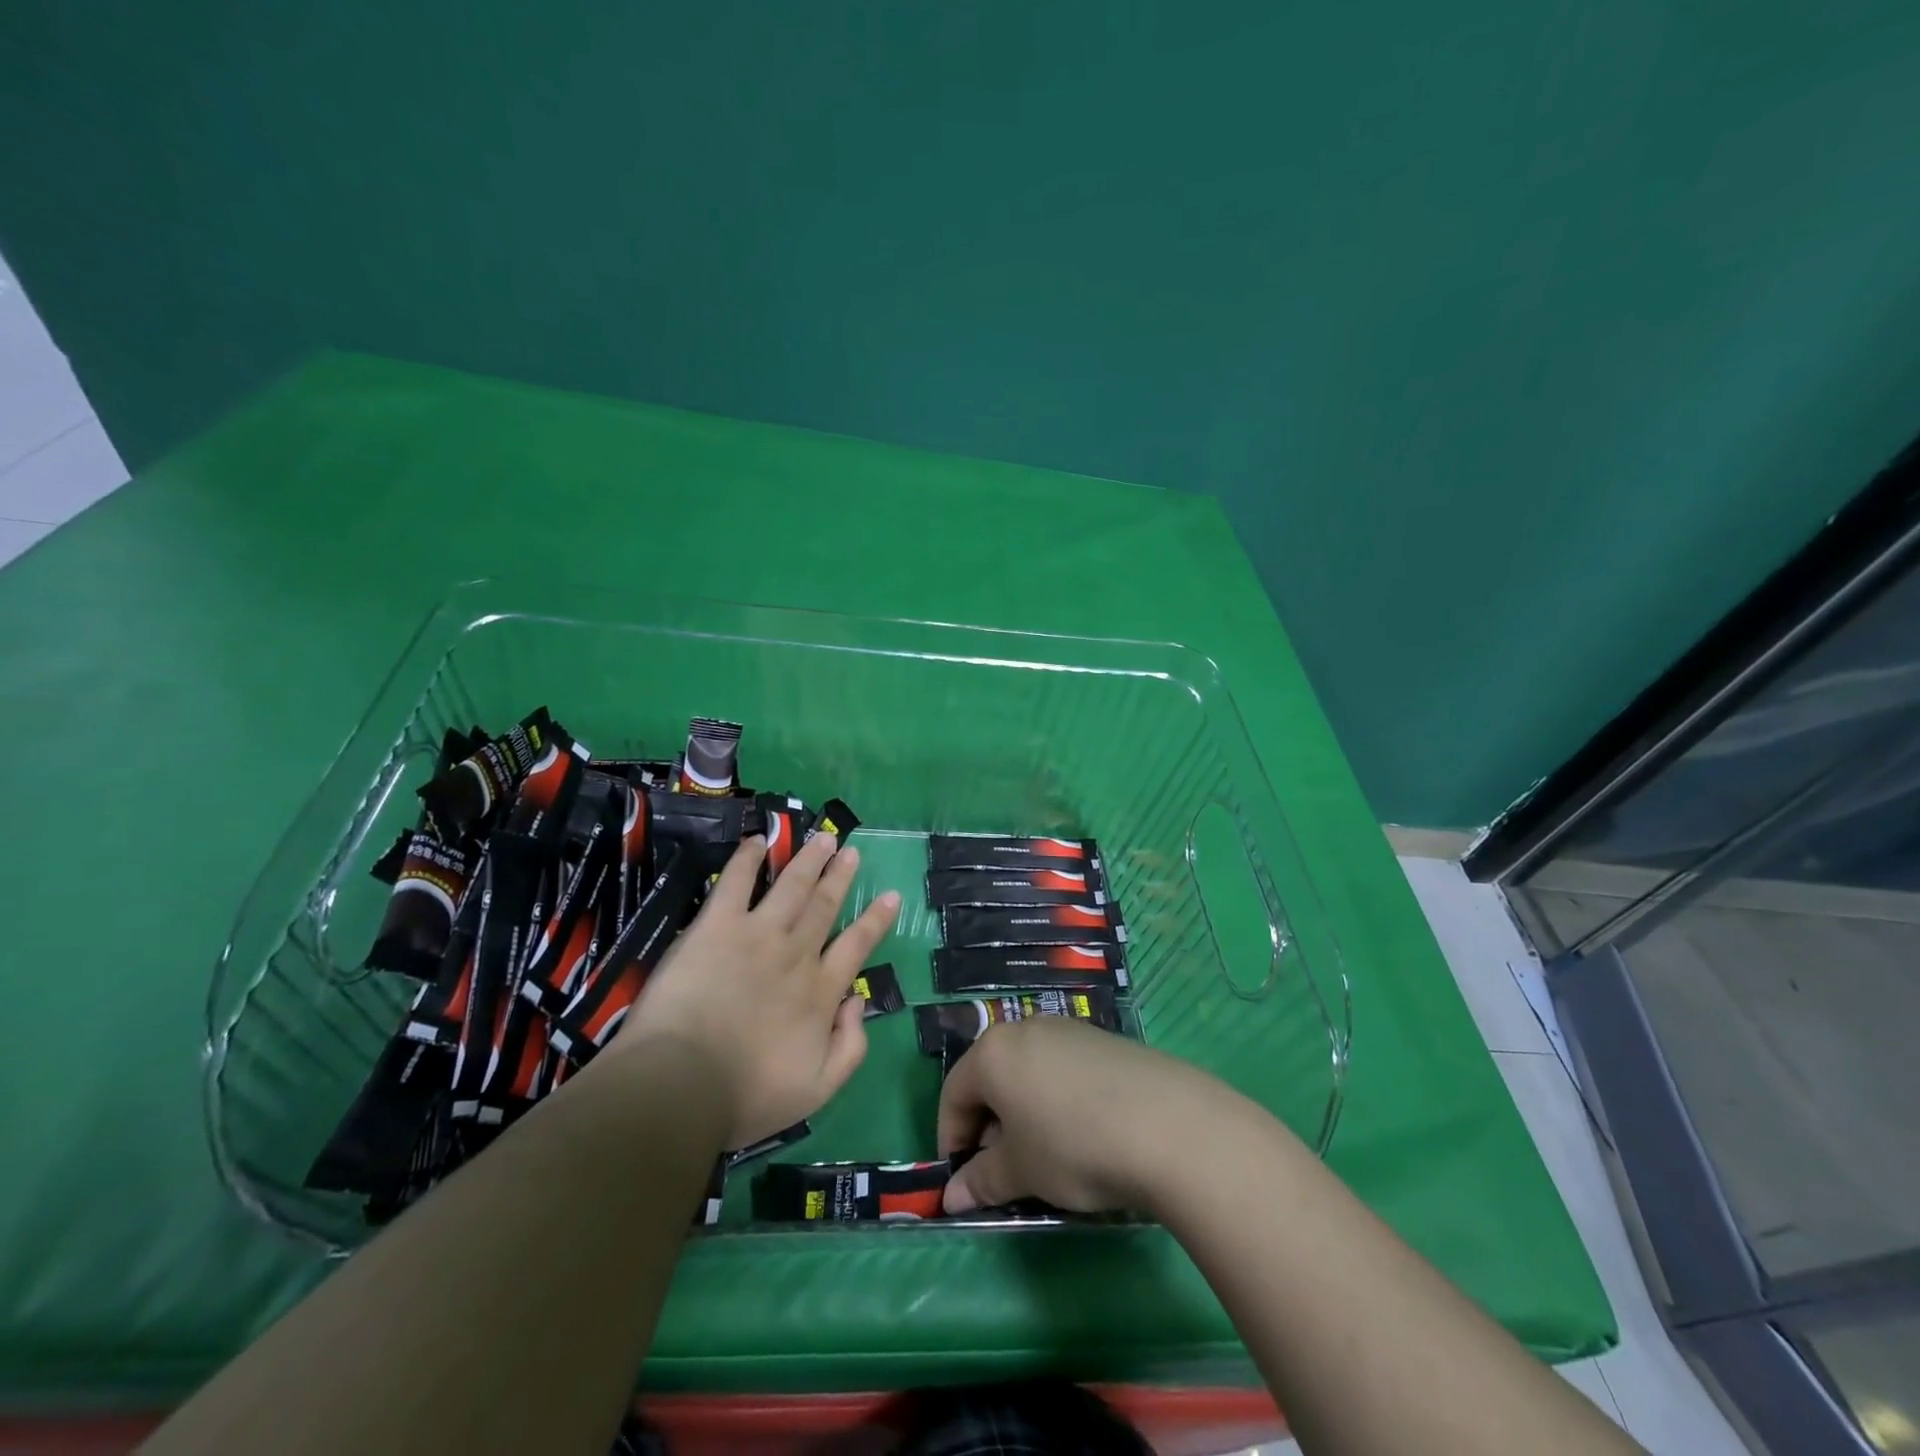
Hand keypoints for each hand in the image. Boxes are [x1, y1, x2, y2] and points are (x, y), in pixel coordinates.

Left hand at [607, 831, 899, 1147]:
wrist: (681, 1084)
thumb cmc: (746, 1095)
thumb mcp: (817, 1090)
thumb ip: (850, 1048)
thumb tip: (858, 1005)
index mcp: (820, 991)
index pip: (857, 946)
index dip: (875, 920)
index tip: (890, 895)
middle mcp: (796, 953)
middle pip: (825, 906)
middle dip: (840, 876)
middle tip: (851, 850)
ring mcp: (757, 934)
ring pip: (791, 886)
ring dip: (808, 859)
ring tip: (822, 837)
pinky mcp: (716, 926)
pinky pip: (735, 883)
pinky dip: (747, 859)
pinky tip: (757, 841)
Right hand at [937, 1016, 1235, 1215]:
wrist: (1166, 1124)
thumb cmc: (1073, 1146)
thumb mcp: (1021, 1172)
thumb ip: (981, 1181)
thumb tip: (952, 1197)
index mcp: (993, 1052)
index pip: (953, 1092)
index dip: (951, 1139)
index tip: (963, 1180)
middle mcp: (1025, 1029)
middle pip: (991, 1077)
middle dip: (988, 1126)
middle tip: (1003, 1172)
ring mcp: (1068, 1030)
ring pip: (1028, 1072)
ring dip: (1023, 1113)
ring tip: (1045, 1156)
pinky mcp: (1103, 1040)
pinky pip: (1062, 1069)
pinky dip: (1056, 1099)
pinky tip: (1081, 1134)